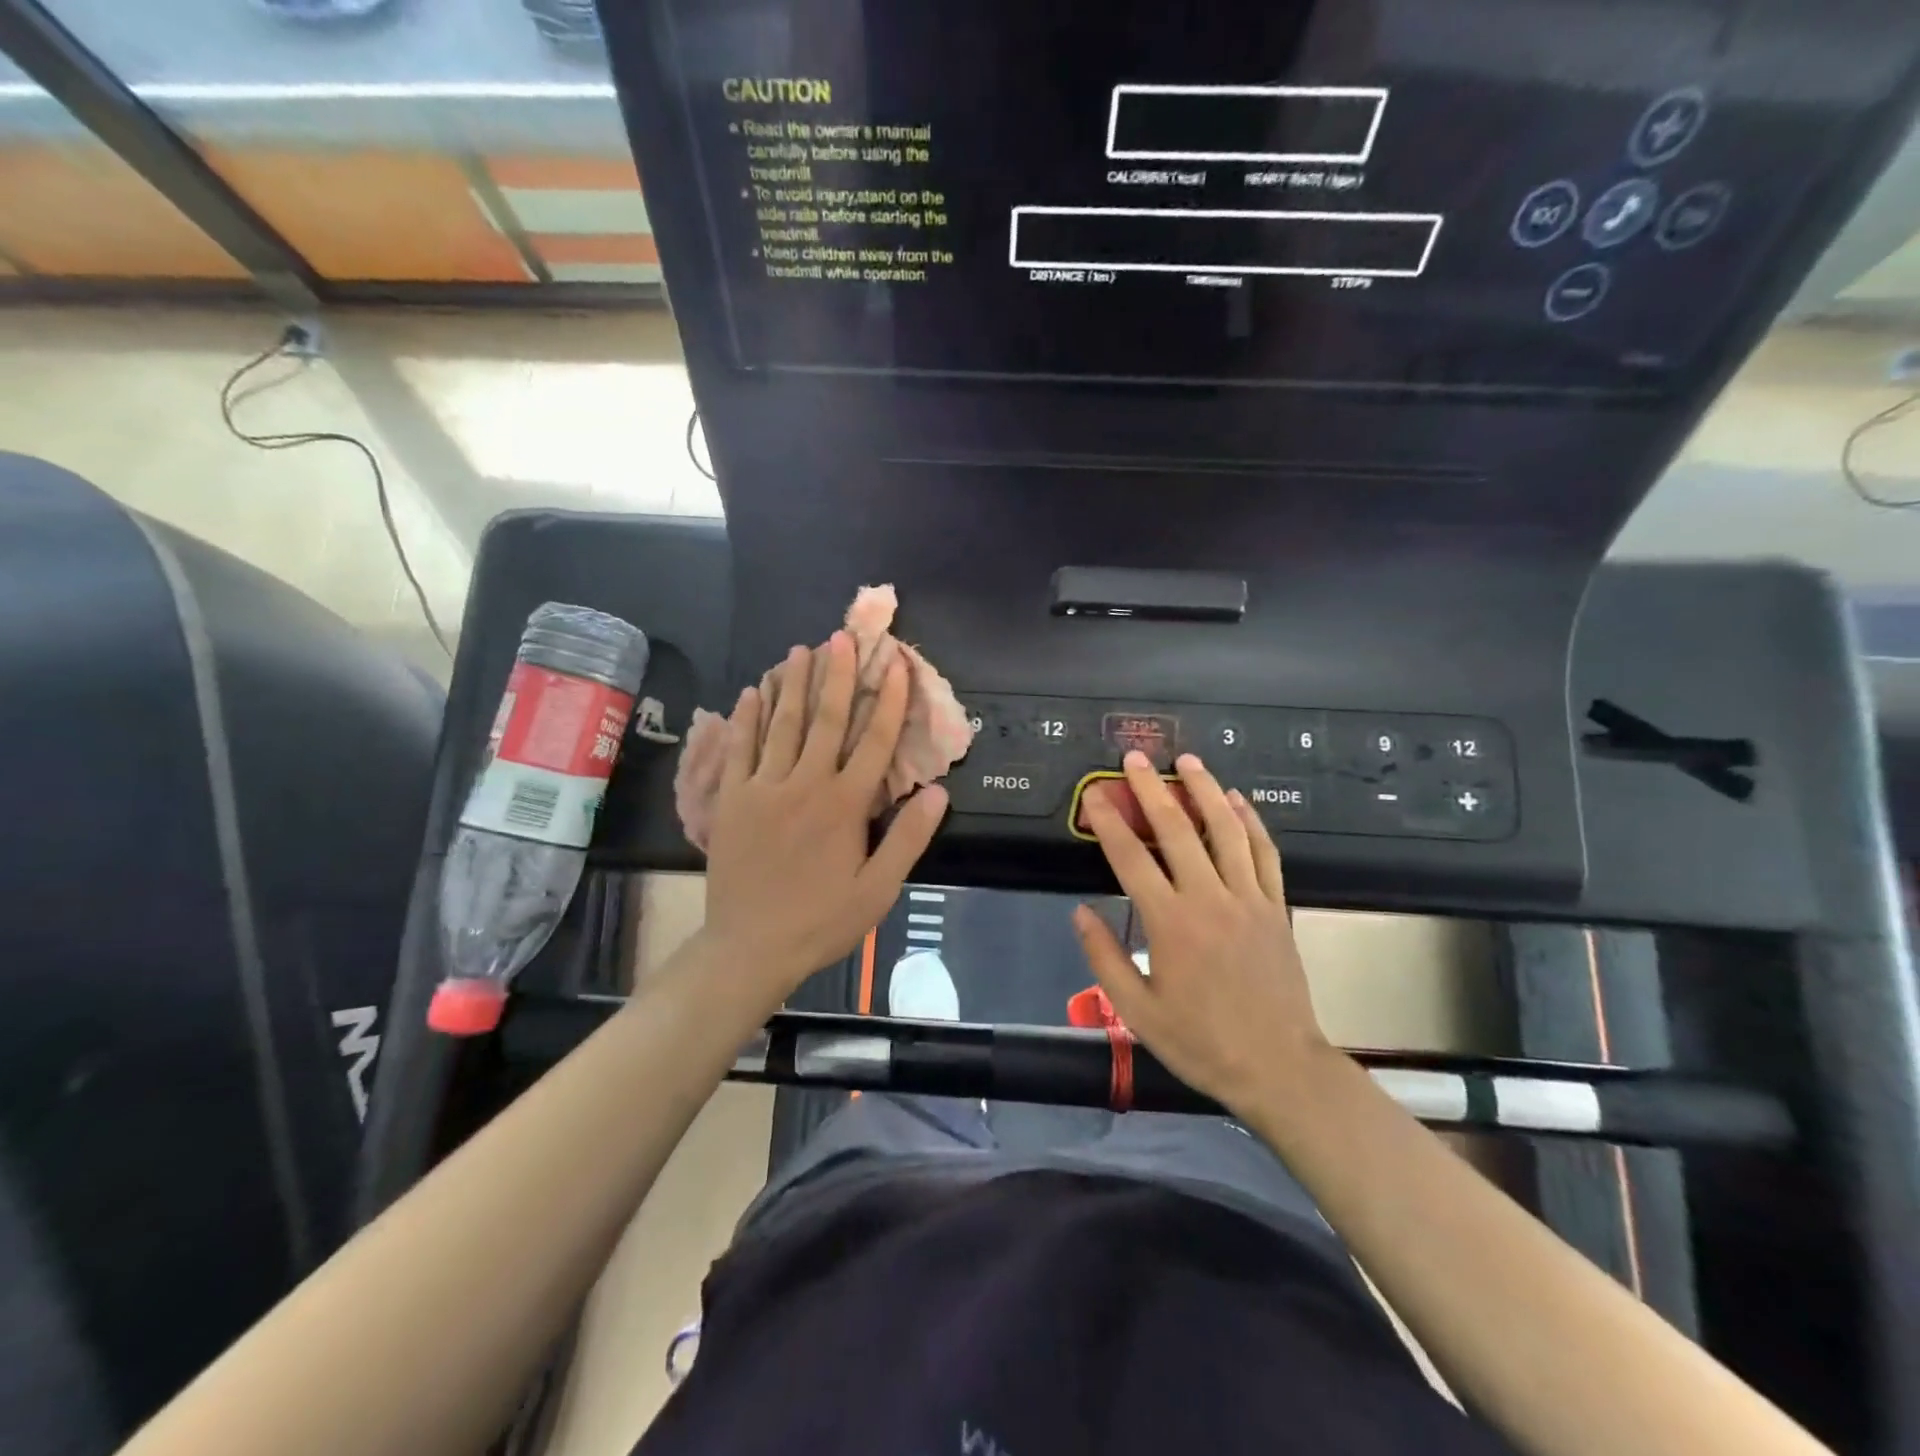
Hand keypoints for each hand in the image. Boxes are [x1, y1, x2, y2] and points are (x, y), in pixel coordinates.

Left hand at [698, 632, 947, 1018]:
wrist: (750, 947)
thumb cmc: (822, 920)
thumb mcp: (878, 889)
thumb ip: (908, 838)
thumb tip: (939, 792)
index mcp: (845, 804)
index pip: (875, 741)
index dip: (890, 700)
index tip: (898, 665)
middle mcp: (805, 784)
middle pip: (825, 719)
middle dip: (837, 675)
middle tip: (843, 636)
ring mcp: (763, 788)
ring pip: (781, 725)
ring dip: (792, 684)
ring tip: (800, 650)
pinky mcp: (732, 800)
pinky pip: (739, 749)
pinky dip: (747, 718)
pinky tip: (751, 692)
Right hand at [1071, 751, 1327, 1112]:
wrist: (1279, 1067)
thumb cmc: (1201, 1042)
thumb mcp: (1138, 1010)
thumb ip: (1104, 958)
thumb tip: (1079, 912)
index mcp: (1170, 923)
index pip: (1130, 858)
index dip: (1108, 821)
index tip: (1094, 794)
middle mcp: (1209, 899)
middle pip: (1177, 829)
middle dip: (1152, 788)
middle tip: (1136, 758)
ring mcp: (1248, 898)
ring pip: (1226, 829)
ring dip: (1206, 789)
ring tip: (1189, 760)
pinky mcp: (1276, 906)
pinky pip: (1264, 852)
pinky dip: (1251, 821)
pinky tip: (1239, 800)